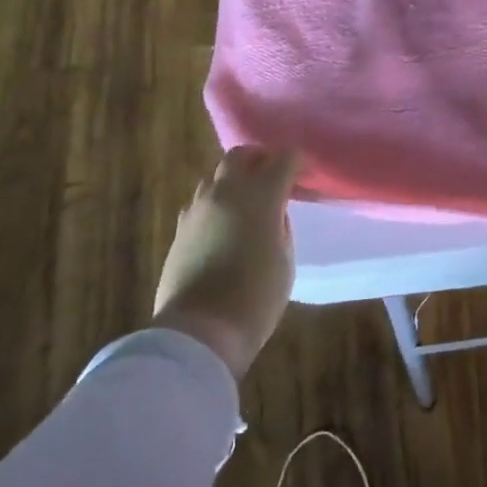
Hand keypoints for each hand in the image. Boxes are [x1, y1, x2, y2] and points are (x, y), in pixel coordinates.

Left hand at [154, 146, 300, 379]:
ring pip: (216, 175)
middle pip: (241, 154)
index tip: (306, 176)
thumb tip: (273, 214)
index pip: (284, 159)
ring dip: (234, 179)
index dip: (298, 162)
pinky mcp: (180, 228)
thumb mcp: (284, 263)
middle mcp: (226, 192)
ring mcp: (198, 208)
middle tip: (274, 175)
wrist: (199, 331)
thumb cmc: (255, 299)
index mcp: (260, 196)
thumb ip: (281, 228)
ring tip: (247, 200)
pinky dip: (216, 202)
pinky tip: (224, 223)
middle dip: (260, 158)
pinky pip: (201, 201)